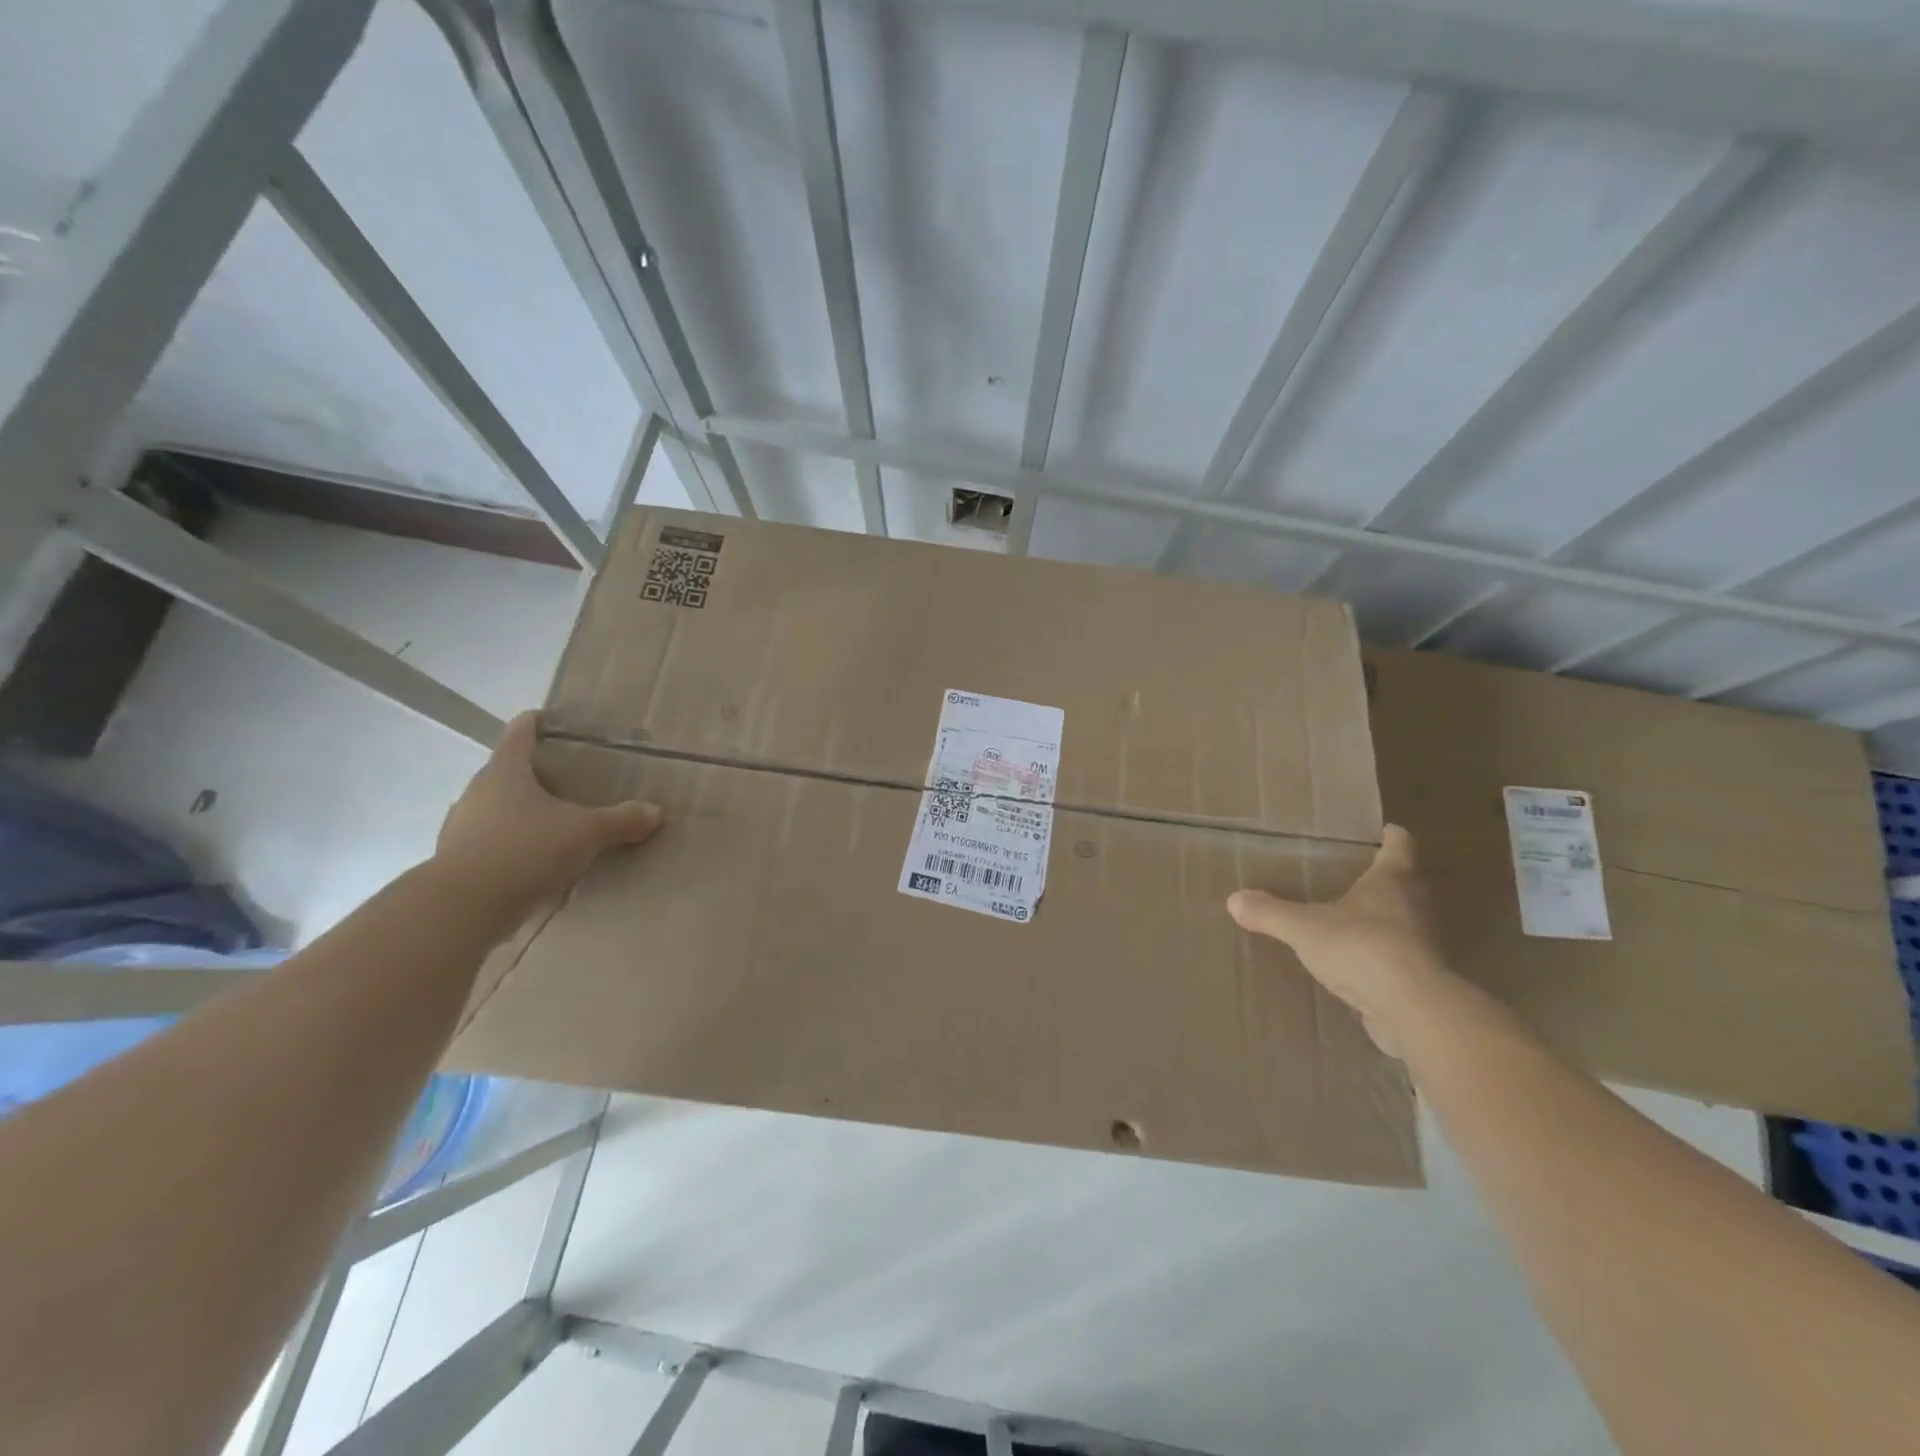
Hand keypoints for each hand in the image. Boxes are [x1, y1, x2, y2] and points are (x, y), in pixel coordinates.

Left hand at [434, 711, 662, 921]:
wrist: (464, 907)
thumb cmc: (525, 849)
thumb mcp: (586, 833)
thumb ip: (621, 820)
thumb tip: (656, 812)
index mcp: (505, 772)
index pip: (518, 734)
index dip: (534, 723)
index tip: (548, 719)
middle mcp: (477, 793)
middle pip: (505, 772)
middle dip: (533, 773)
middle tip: (566, 778)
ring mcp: (462, 827)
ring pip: (496, 809)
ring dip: (521, 812)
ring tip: (553, 822)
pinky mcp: (459, 861)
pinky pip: (491, 843)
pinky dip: (512, 845)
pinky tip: (535, 860)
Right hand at [1227, 826, 1453, 1056]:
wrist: (1412, 1011)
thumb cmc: (1362, 949)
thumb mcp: (1304, 928)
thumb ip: (1270, 913)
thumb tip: (1234, 899)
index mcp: (1391, 881)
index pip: (1400, 845)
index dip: (1391, 836)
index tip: (1381, 830)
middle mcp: (1414, 906)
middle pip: (1405, 882)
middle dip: (1384, 877)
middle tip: (1353, 873)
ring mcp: (1421, 944)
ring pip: (1403, 920)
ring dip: (1383, 918)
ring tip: (1348, 917)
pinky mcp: (1420, 978)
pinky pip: (1398, 957)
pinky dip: (1380, 955)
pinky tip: (1354, 963)